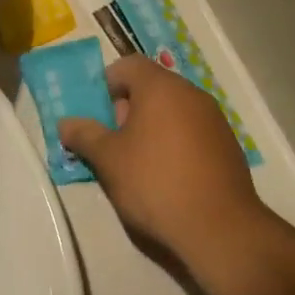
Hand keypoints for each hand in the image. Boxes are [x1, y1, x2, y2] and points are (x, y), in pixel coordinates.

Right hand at [60, 58, 270, 271]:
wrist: (219, 229)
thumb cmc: (155, 183)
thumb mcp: (108, 160)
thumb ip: (85, 135)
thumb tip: (65, 123)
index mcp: (161, 88)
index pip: (128, 65)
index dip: (107, 83)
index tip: (97, 113)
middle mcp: (191, 94)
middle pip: (152, 87)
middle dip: (128, 108)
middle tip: (113, 140)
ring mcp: (214, 120)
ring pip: (174, 110)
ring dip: (152, 126)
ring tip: (137, 162)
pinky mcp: (228, 146)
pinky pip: (193, 132)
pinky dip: (175, 143)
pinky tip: (168, 176)